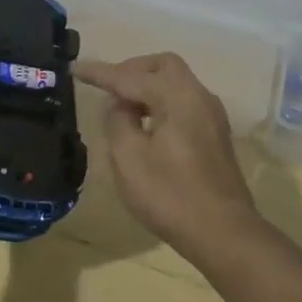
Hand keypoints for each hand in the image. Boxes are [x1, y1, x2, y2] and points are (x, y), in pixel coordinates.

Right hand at [73, 53, 260, 267]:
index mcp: (178, 96)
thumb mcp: (129, 158)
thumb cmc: (171, 195)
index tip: (75, 68)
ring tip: (122, 109)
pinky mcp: (215, 135)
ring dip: (147, 87)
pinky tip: (146, 125)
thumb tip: (120, 104)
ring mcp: (212, 116)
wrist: (225, 234)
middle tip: (107, 87)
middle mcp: (199, 97)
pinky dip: (161, 103)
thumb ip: (118, 121)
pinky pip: (184, 102)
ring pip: (176, 83)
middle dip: (131, 70)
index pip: (131, 77)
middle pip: (163, 66)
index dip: (101, 73)